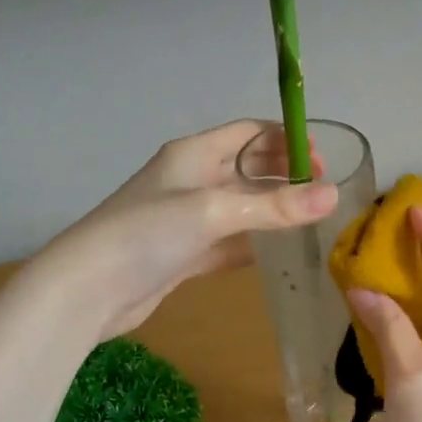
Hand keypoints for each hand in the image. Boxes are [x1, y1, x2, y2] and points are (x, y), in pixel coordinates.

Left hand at [39, 120, 335, 339]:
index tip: (323, 162)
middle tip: (323, 194)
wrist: (89, 289)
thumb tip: (332, 196)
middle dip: (283, 175)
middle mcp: (191, 180)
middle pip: (247, 168)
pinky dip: (252, 245)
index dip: (286, 140)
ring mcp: (186, 219)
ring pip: (240, 208)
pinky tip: (279, 254)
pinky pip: (228, 242)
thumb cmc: (148, 233)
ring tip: (311, 223)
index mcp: (194, 154)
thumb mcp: (214, 212)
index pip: (249, 132)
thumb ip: (274, 206)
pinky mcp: (184, 254)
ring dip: (272, 212)